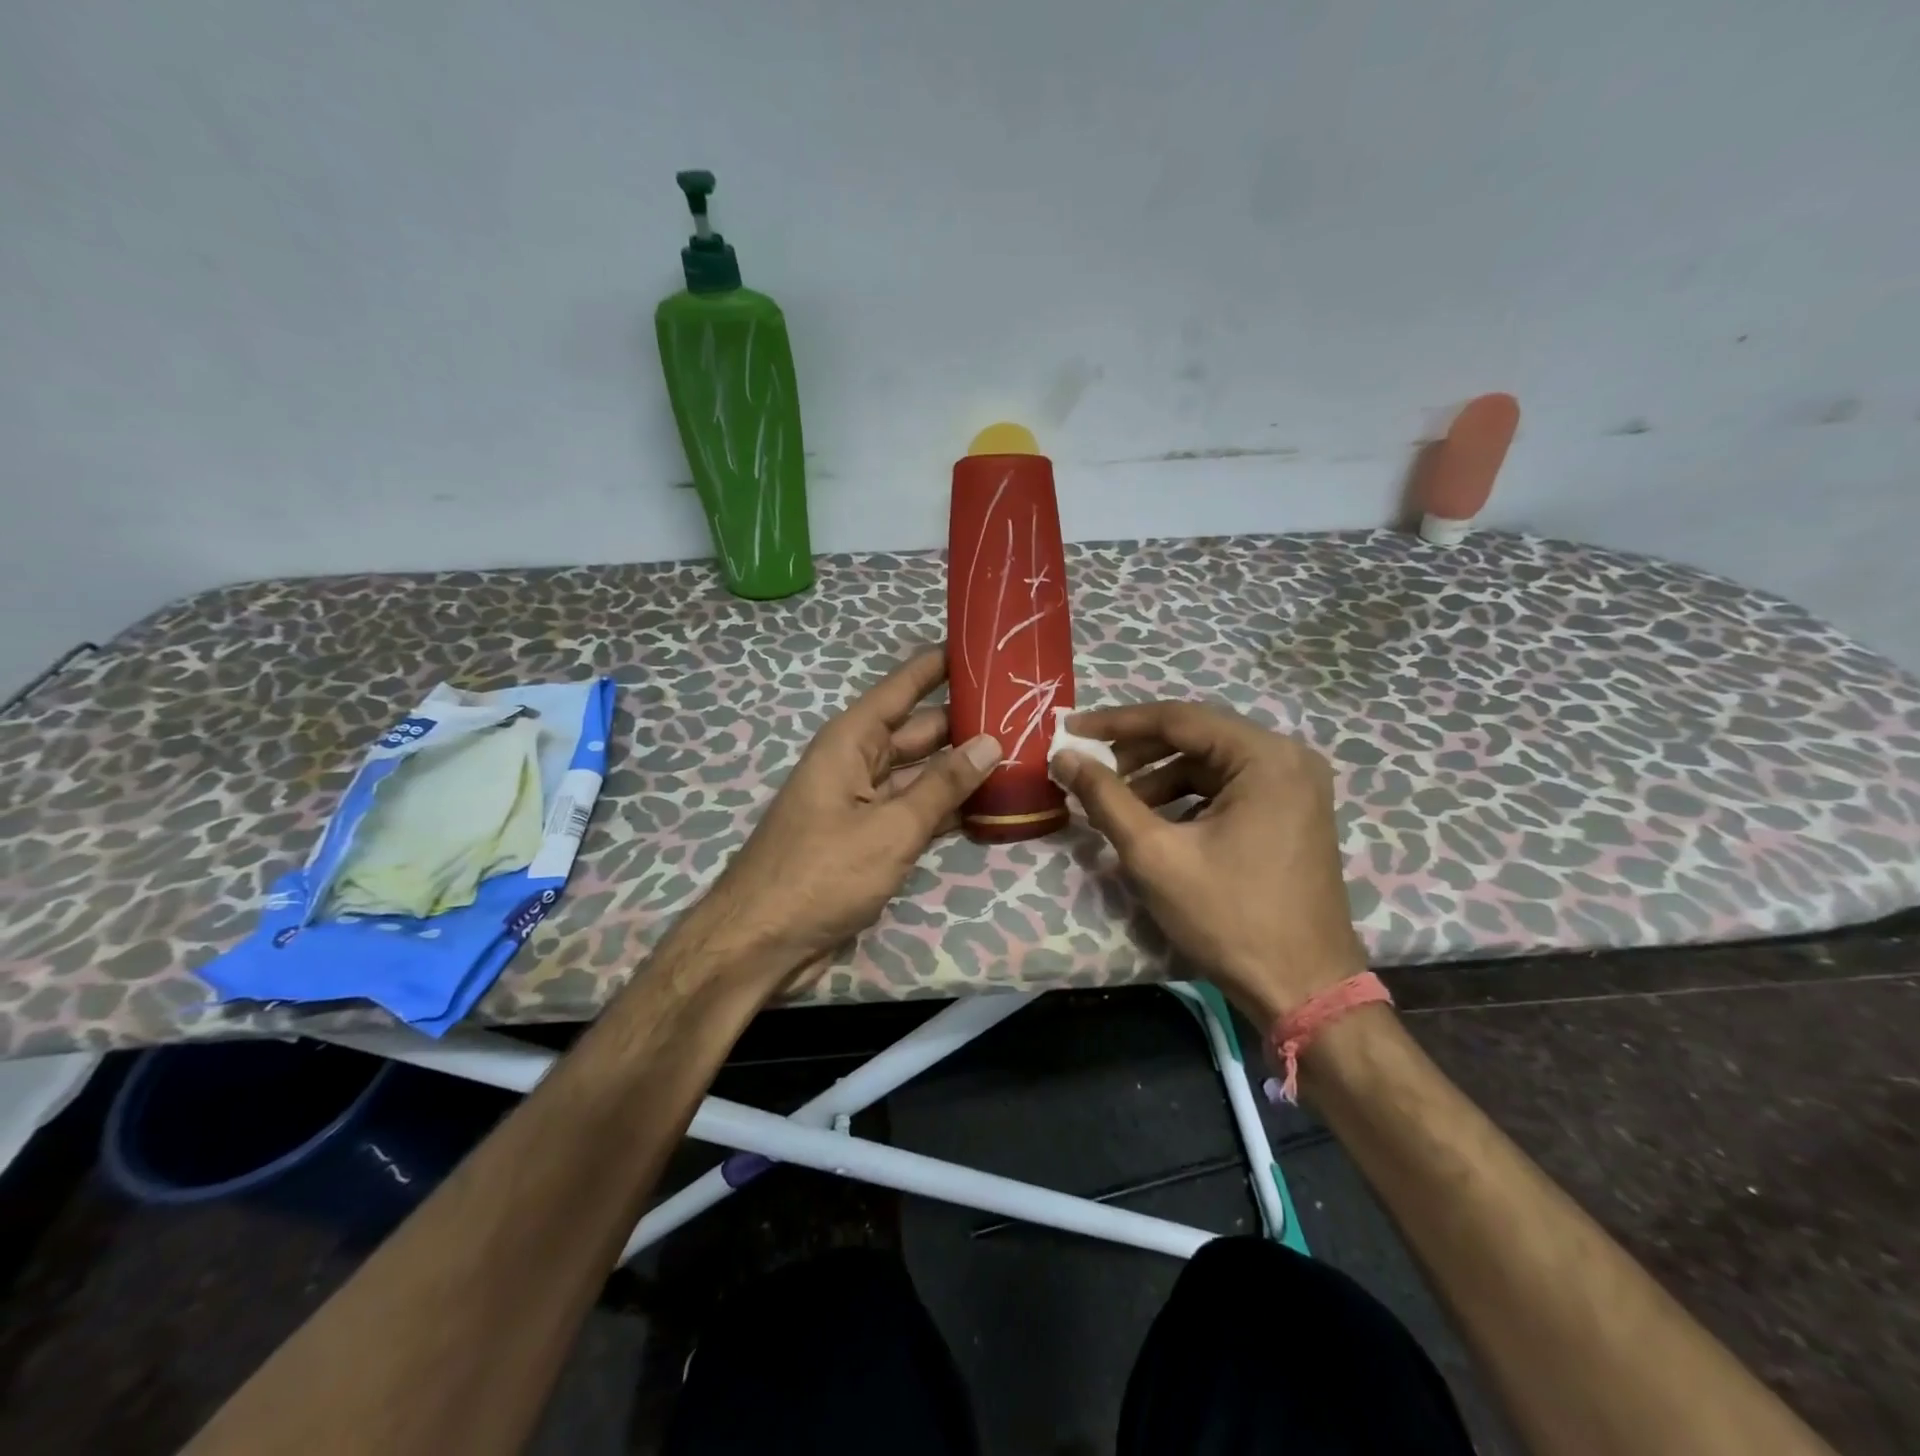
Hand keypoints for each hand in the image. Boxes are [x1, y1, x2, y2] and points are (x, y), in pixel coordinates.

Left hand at [686, 649, 1001, 994]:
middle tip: (1025, 709)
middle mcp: (858, 763)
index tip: (982, 644)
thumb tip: (990, 742)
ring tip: (1022, 752)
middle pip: (920, 731)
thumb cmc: (822, 873)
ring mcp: (864, 803)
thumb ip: (943, 786)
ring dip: (963, 768)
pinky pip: (916, 811)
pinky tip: (990, 805)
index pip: (903, 688)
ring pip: (922, 774)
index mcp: (852, 742)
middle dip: (966, 720)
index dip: (939, 664)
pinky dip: (948, 808)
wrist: (762, 943)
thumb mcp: (891, 827)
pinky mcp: (870, 839)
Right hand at [1052, 701, 1365, 1018]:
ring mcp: (1296, 787)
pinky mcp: (1293, 813)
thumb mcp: (1155, 854)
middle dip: (1137, 751)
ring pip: (1211, 763)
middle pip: (1197, 736)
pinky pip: (1229, 787)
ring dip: (1160, 777)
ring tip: (1118, 805)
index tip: (1071, 729)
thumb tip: (1064, 756)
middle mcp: (1288, 759)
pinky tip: (1157, 822)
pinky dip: (1188, 797)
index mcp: (1265, 757)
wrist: (1304, 990)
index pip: (1178, 718)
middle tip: (1090, 768)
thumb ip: (1106, 797)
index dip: (1117, 722)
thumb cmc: (1229, 918)